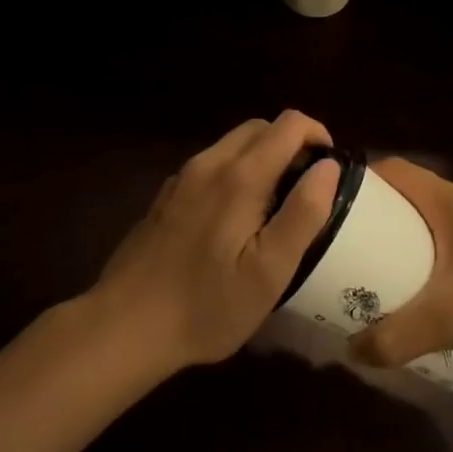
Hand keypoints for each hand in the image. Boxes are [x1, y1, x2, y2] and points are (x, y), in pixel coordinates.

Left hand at [93, 112, 339, 371]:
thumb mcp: (270, 272)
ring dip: (264, 158)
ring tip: (273, 208)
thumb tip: (329, 166)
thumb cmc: (206, 305)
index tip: (328, 172)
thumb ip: (304, 213)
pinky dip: (236, 173)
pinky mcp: (167, 195)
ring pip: (235, 144)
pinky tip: (233, 221)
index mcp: (240, 176)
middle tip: (303, 192)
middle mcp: (210, 163)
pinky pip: (212, 165)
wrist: (124, 328)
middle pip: (262, 127)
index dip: (318, 136)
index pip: (290, 124)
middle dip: (292, 146)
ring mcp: (183, 177)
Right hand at [347, 157, 452, 367]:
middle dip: (377, 216)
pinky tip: (430, 288)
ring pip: (432, 218)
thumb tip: (352, 350)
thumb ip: (398, 336)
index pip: (395, 170)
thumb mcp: (449, 318)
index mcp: (448, 201)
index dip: (361, 181)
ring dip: (405, 236)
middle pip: (410, 194)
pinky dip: (431, 251)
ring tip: (380, 271)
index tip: (333, 207)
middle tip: (349, 249)